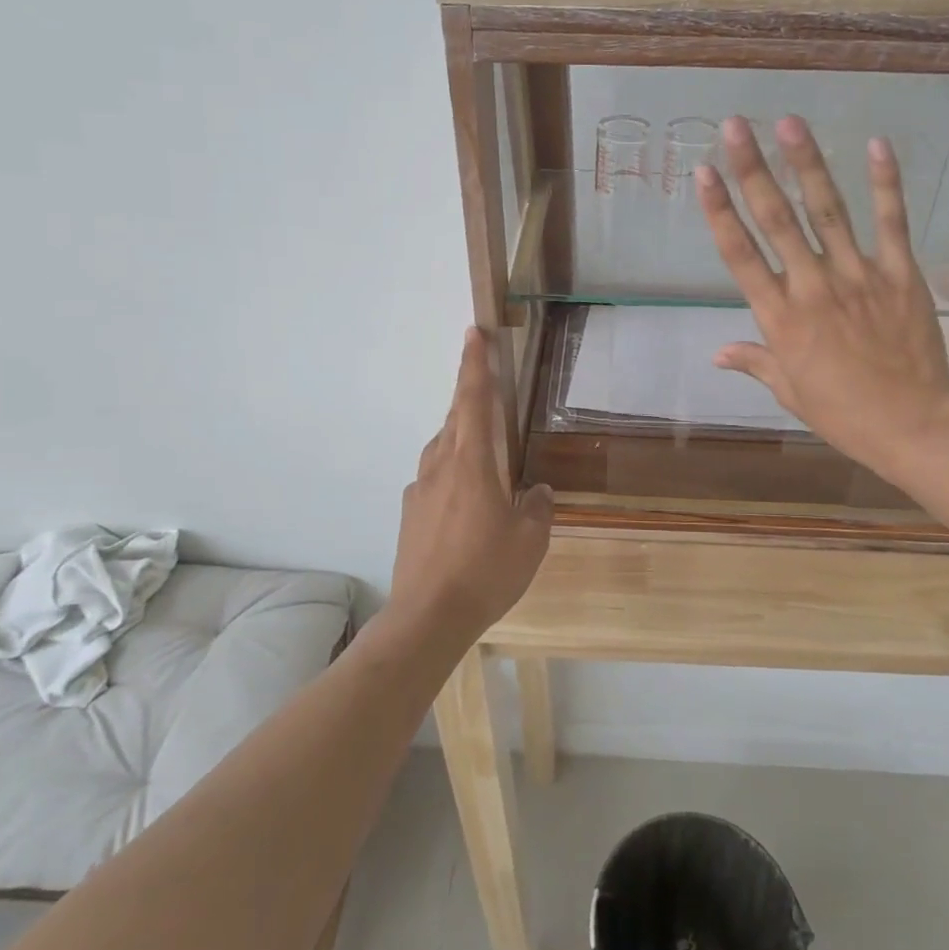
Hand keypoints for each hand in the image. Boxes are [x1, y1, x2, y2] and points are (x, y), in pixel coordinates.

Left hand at [388, 328, 552, 647]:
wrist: (428, 616)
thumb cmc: (486, 571)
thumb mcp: (530, 540)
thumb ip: (537, 507)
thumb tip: (534, 491)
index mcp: (471, 463)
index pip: (473, 401)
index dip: (475, 365)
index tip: (474, 333)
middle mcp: (441, 467)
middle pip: (455, 419)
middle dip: (469, 395)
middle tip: (486, 386)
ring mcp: (420, 490)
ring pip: (443, 448)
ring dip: (461, 437)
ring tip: (484, 452)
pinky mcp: (411, 514)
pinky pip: (434, 478)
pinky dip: (453, 473)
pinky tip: (467, 502)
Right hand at [696, 116, 948, 480]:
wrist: (911, 424)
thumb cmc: (842, 412)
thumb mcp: (789, 390)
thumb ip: (755, 361)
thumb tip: (717, 353)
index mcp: (780, 318)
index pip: (740, 255)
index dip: (719, 211)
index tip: (703, 174)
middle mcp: (812, 287)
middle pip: (776, 221)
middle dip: (752, 170)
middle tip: (735, 126)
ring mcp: (858, 277)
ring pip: (827, 211)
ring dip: (807, 164)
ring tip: (790, 122)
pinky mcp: (900, 275)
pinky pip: (891, 224)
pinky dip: (885, 184)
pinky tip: (876, 145)